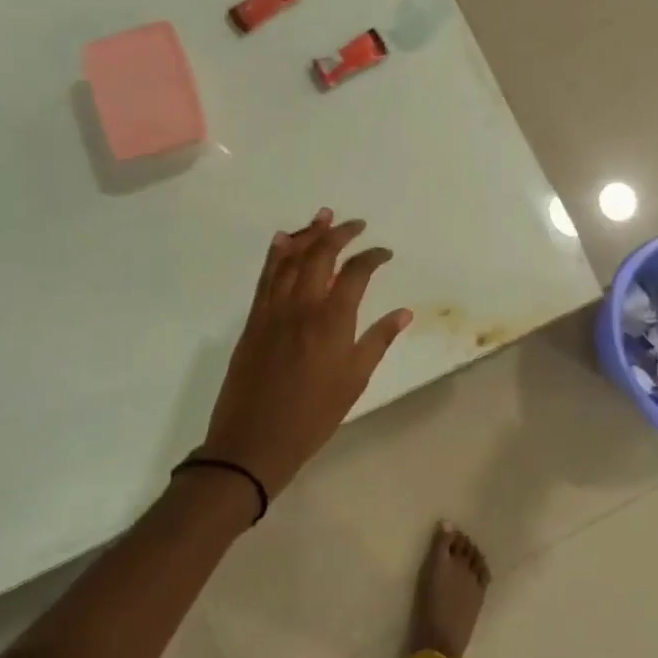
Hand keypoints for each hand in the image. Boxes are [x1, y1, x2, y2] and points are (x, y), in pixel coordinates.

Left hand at [198, 209, 411, 502]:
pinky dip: (276, 254)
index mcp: (332, 321)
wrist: (253, 441)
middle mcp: (302, 306)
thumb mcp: (354, 381)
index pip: (356, 273)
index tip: (384, 253)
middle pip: (320, 255)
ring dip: (307, 234)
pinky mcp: (254, 320)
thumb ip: (378, 340)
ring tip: (322, 216)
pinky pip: (266, 277)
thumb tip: (403, 312)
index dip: (372, 257)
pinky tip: (282, 240)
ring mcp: (273, 310)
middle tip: (355, 224)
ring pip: (290, 259)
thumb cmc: (313, 416)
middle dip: (339, 234)